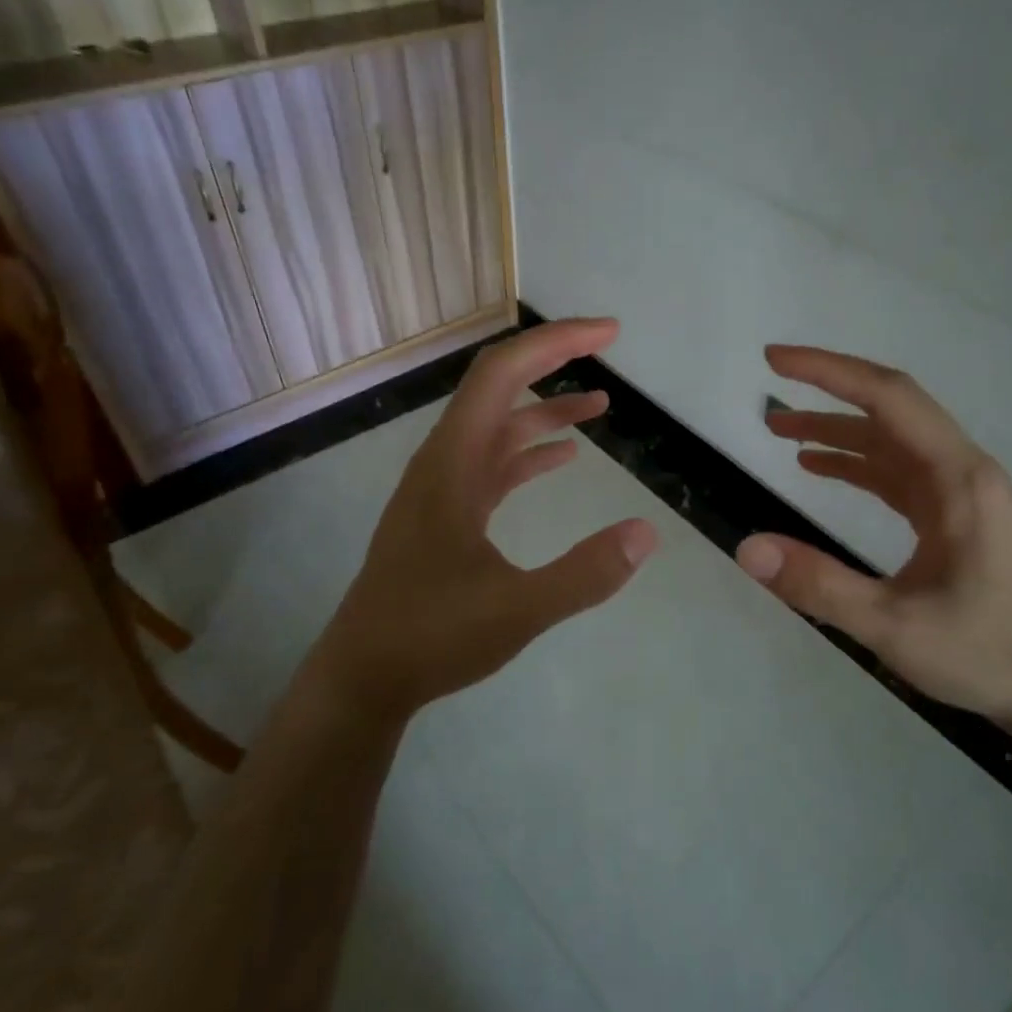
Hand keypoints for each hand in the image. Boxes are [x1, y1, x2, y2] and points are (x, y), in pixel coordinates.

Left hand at [304, 318, 657, 717]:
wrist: (365, 676)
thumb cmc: (432, 637)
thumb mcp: (517, 610)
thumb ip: (584, 574)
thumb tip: (646, 533)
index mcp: (452, 465)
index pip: (501, 375)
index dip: (554, 343)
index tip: (608, 335)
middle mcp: (443, 463)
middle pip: (498, 388)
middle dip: (553, 360)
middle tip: (608, 348)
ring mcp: (443, 489)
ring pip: (497, 428)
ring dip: (546, 409)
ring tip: (601, 404)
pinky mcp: (447, 515)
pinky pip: (493, 465)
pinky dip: (530, 452)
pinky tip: (564, 459)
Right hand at [736, 345, 1011, 735]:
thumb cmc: (986, 652)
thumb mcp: (894, 626)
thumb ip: (819, 585)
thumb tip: (747, 548)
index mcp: (957, 479)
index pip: (889, 399)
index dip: (830, 372)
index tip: (776, 361)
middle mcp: (961, 471)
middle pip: (890, 410)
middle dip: (827, 395)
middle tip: (769, 395)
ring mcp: (959, 492)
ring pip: (891, 442)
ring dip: (837, 431)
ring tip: (780, 432)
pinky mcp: (953, 515)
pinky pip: (897, 473)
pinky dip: (855, 464)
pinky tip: (820, 468)